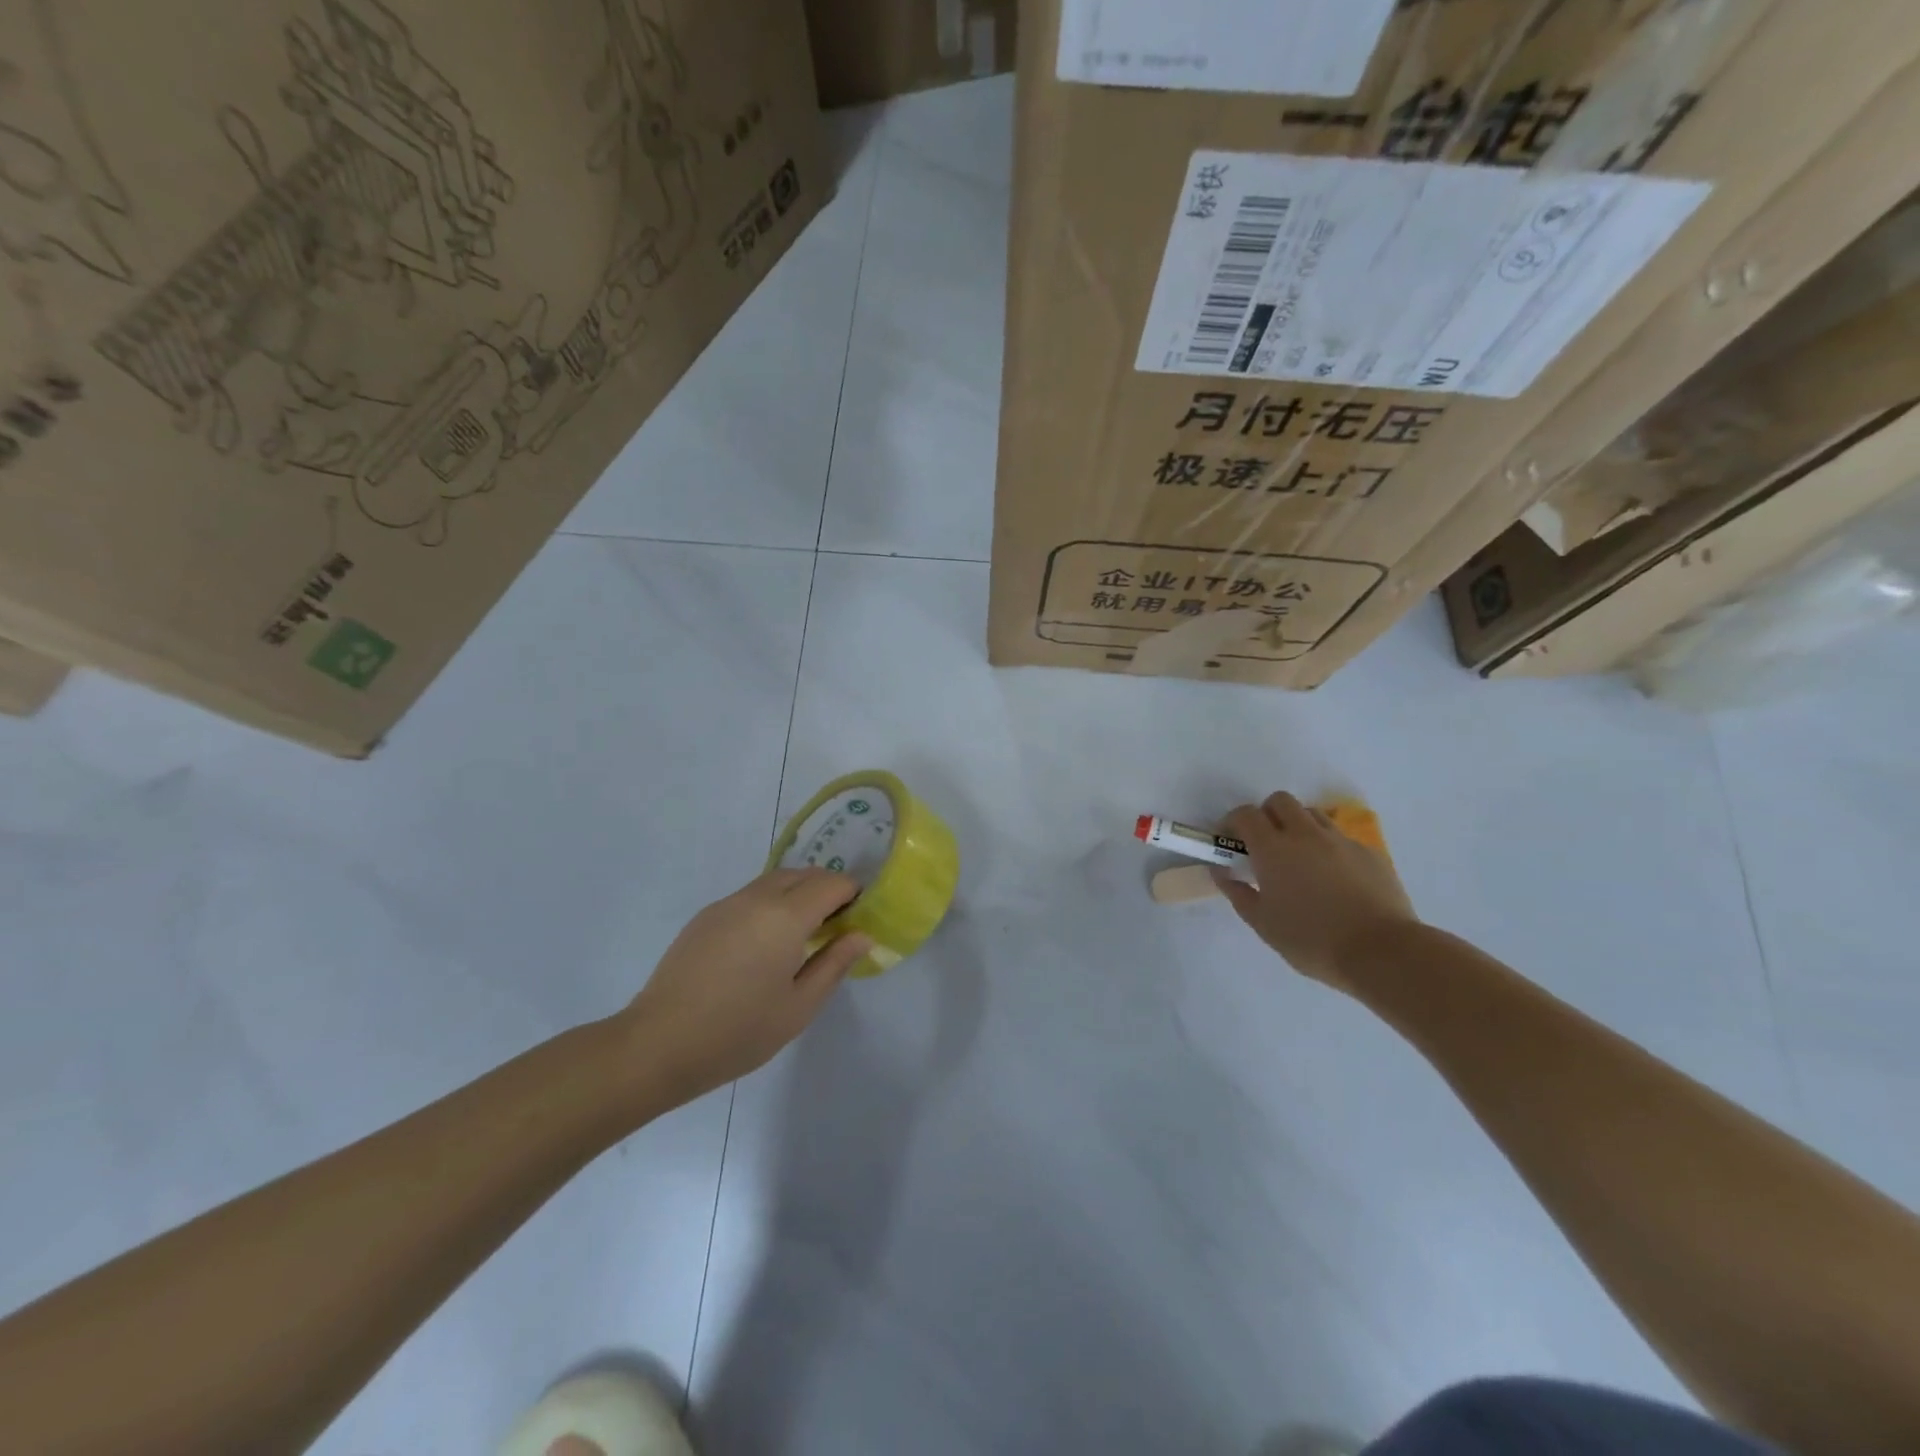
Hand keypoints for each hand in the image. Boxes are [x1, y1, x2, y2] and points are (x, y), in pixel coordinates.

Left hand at [620, 869, 871, 1106]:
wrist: (658, 1044)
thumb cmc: (738, 1032)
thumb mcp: (799, 1006)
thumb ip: (834, 963)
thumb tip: (862, 935)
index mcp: (786, 917)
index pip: (832, 884)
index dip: (853, 894)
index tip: (860, 918)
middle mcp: (757, 898)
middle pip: (803, 874)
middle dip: (827, 888)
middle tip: (837, 925)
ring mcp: (727, 904)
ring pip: (775, 880)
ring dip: (798, 892)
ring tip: (803, 933)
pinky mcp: (706, 916)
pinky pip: (751, 895)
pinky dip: (772, 902)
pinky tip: (766, 942)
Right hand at [1215, 792, 1417, 989]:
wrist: (1382, 952)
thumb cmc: (1312, 940)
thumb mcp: (1263, 924)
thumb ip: (1237, 892)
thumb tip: (1221, 871)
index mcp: (1273, 848)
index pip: (1245, 814)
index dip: (1232, 822)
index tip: (1229, 840)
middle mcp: (1305, 834)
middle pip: (1280, 801)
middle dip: (1266, 815)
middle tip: (1264, 844)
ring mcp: (1340, 840)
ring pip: (1312, 814)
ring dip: (1297, 825)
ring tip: (1298, 857)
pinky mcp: (1368, 852)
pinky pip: (1340, 837)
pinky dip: (1327, 846)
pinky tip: (1332, 877)